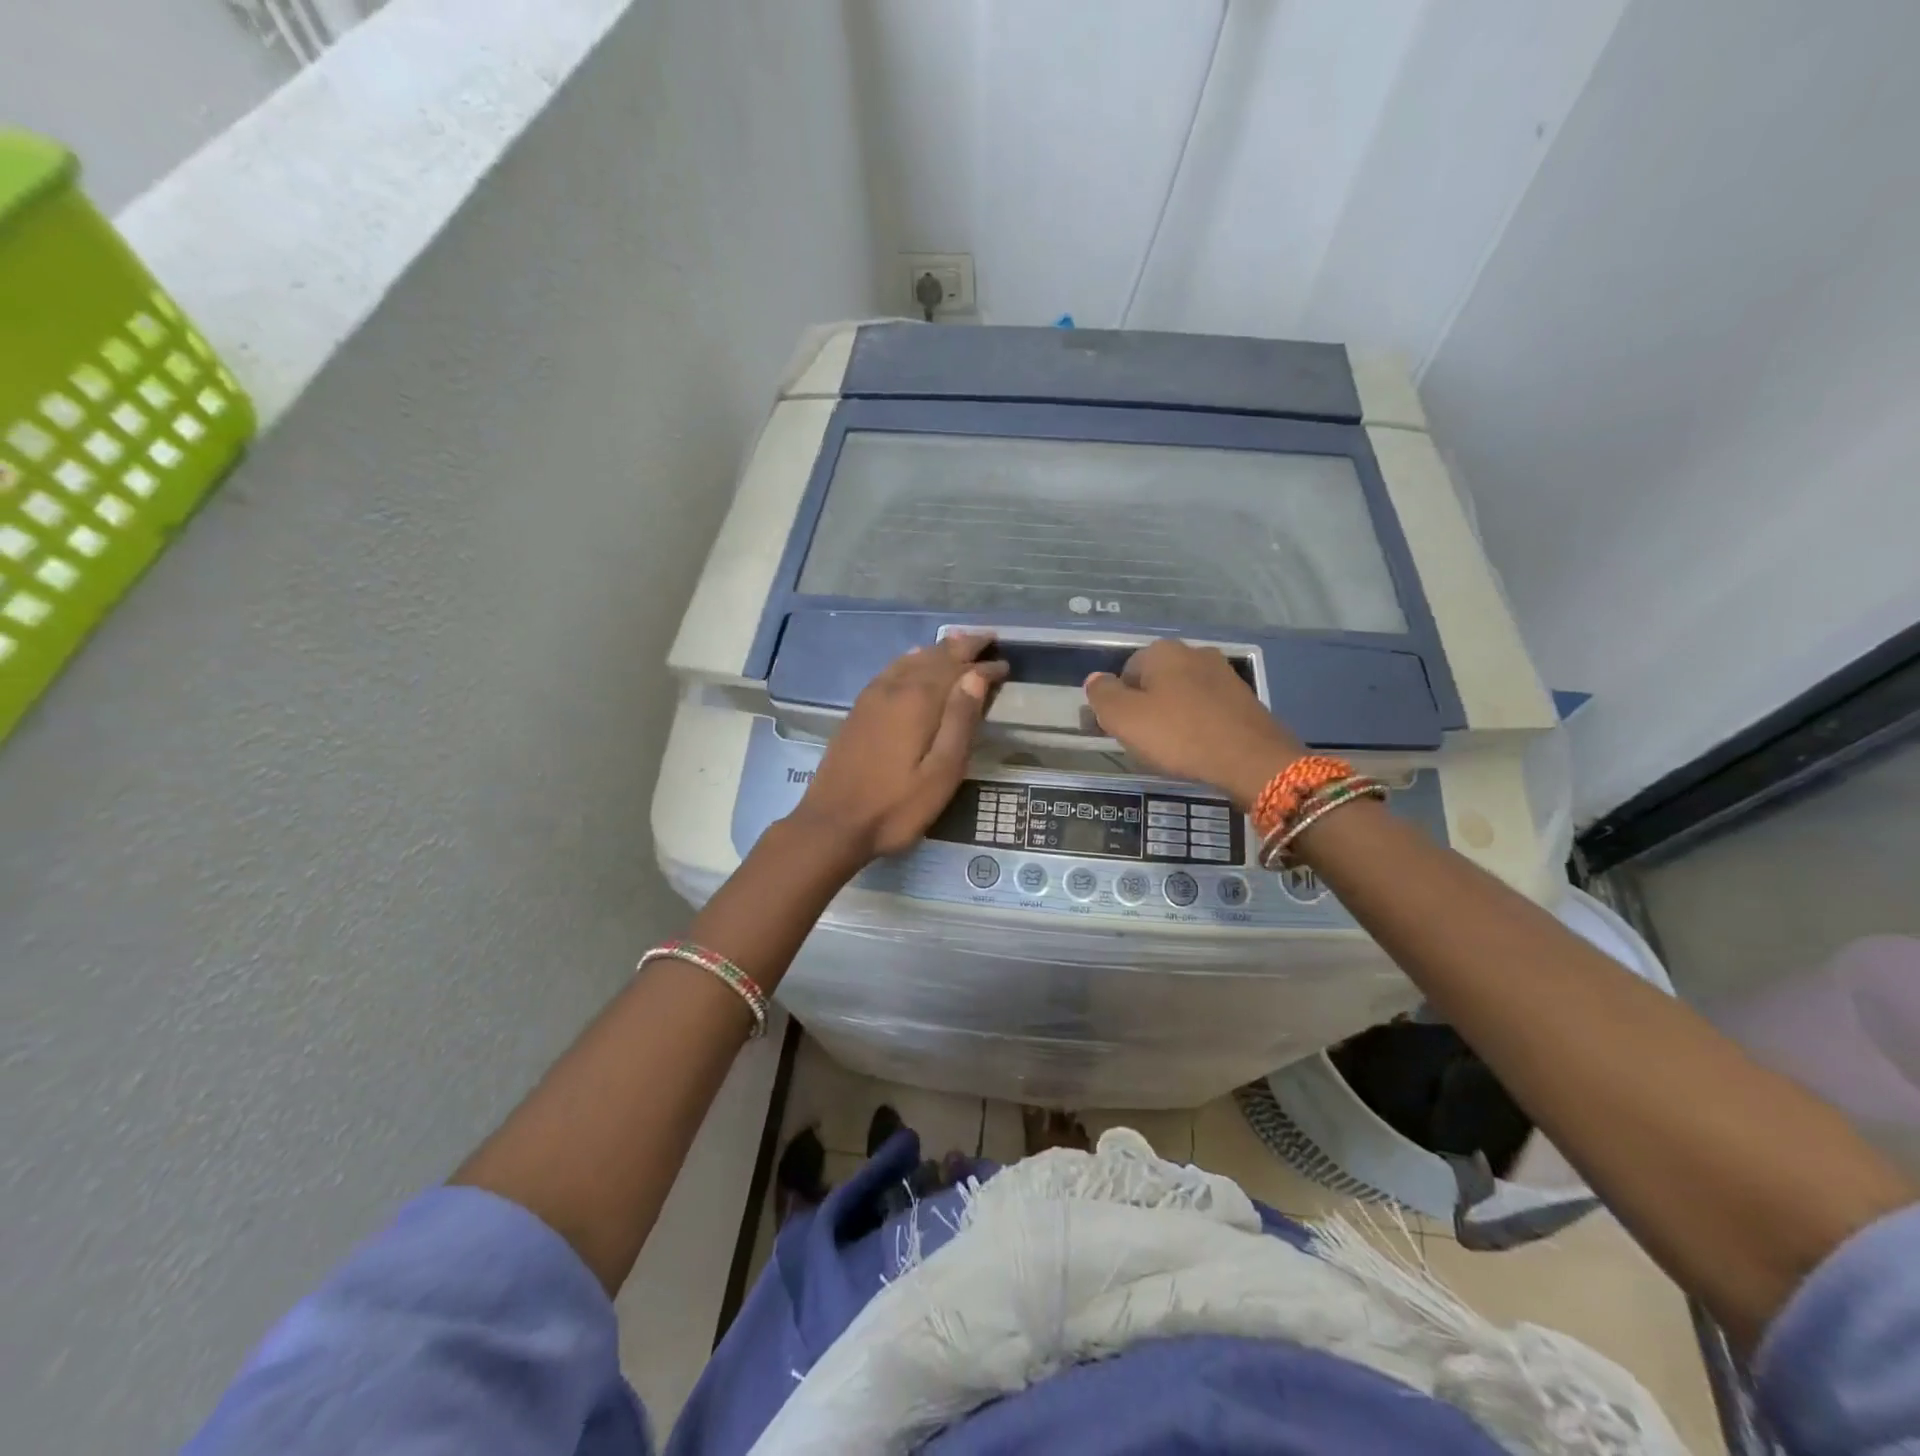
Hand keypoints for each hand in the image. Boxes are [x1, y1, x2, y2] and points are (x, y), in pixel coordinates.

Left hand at [791, 633, 1008, 861]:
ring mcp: (873, 697)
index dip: (985, 667)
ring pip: (912, 660)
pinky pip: (892, 670)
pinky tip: (913, 659)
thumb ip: (960, 722)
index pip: (960, 672)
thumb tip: (975, 677)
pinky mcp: (859, 709)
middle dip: (964, 647)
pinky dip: (911, 659)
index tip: (1006, 665)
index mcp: (919, 702)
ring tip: (959, 642)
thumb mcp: (941, 773)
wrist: (833, 824)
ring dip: (938, 650)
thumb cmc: (896, 807)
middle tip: (988, 639)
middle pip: (935, 657)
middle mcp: (895, 689)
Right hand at [1083, 639, 1304, 808]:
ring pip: (1181, 695)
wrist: (1252, 760)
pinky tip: (1198, 748)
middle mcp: (1194, 653)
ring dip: (1172, 717)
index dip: (1118, 703)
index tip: (1121, 731)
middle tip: (1144, 742)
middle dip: (1146, 708)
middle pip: (1154, 682)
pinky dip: (1197, 724)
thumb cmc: (1180, 736)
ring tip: (1172, 749)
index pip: (1125, 672)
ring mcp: (1224, 674)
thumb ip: (1102, 695)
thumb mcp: (1125, 718)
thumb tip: (1095, 680)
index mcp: (1163, 651)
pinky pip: (1206, 708)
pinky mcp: (1244, 698)